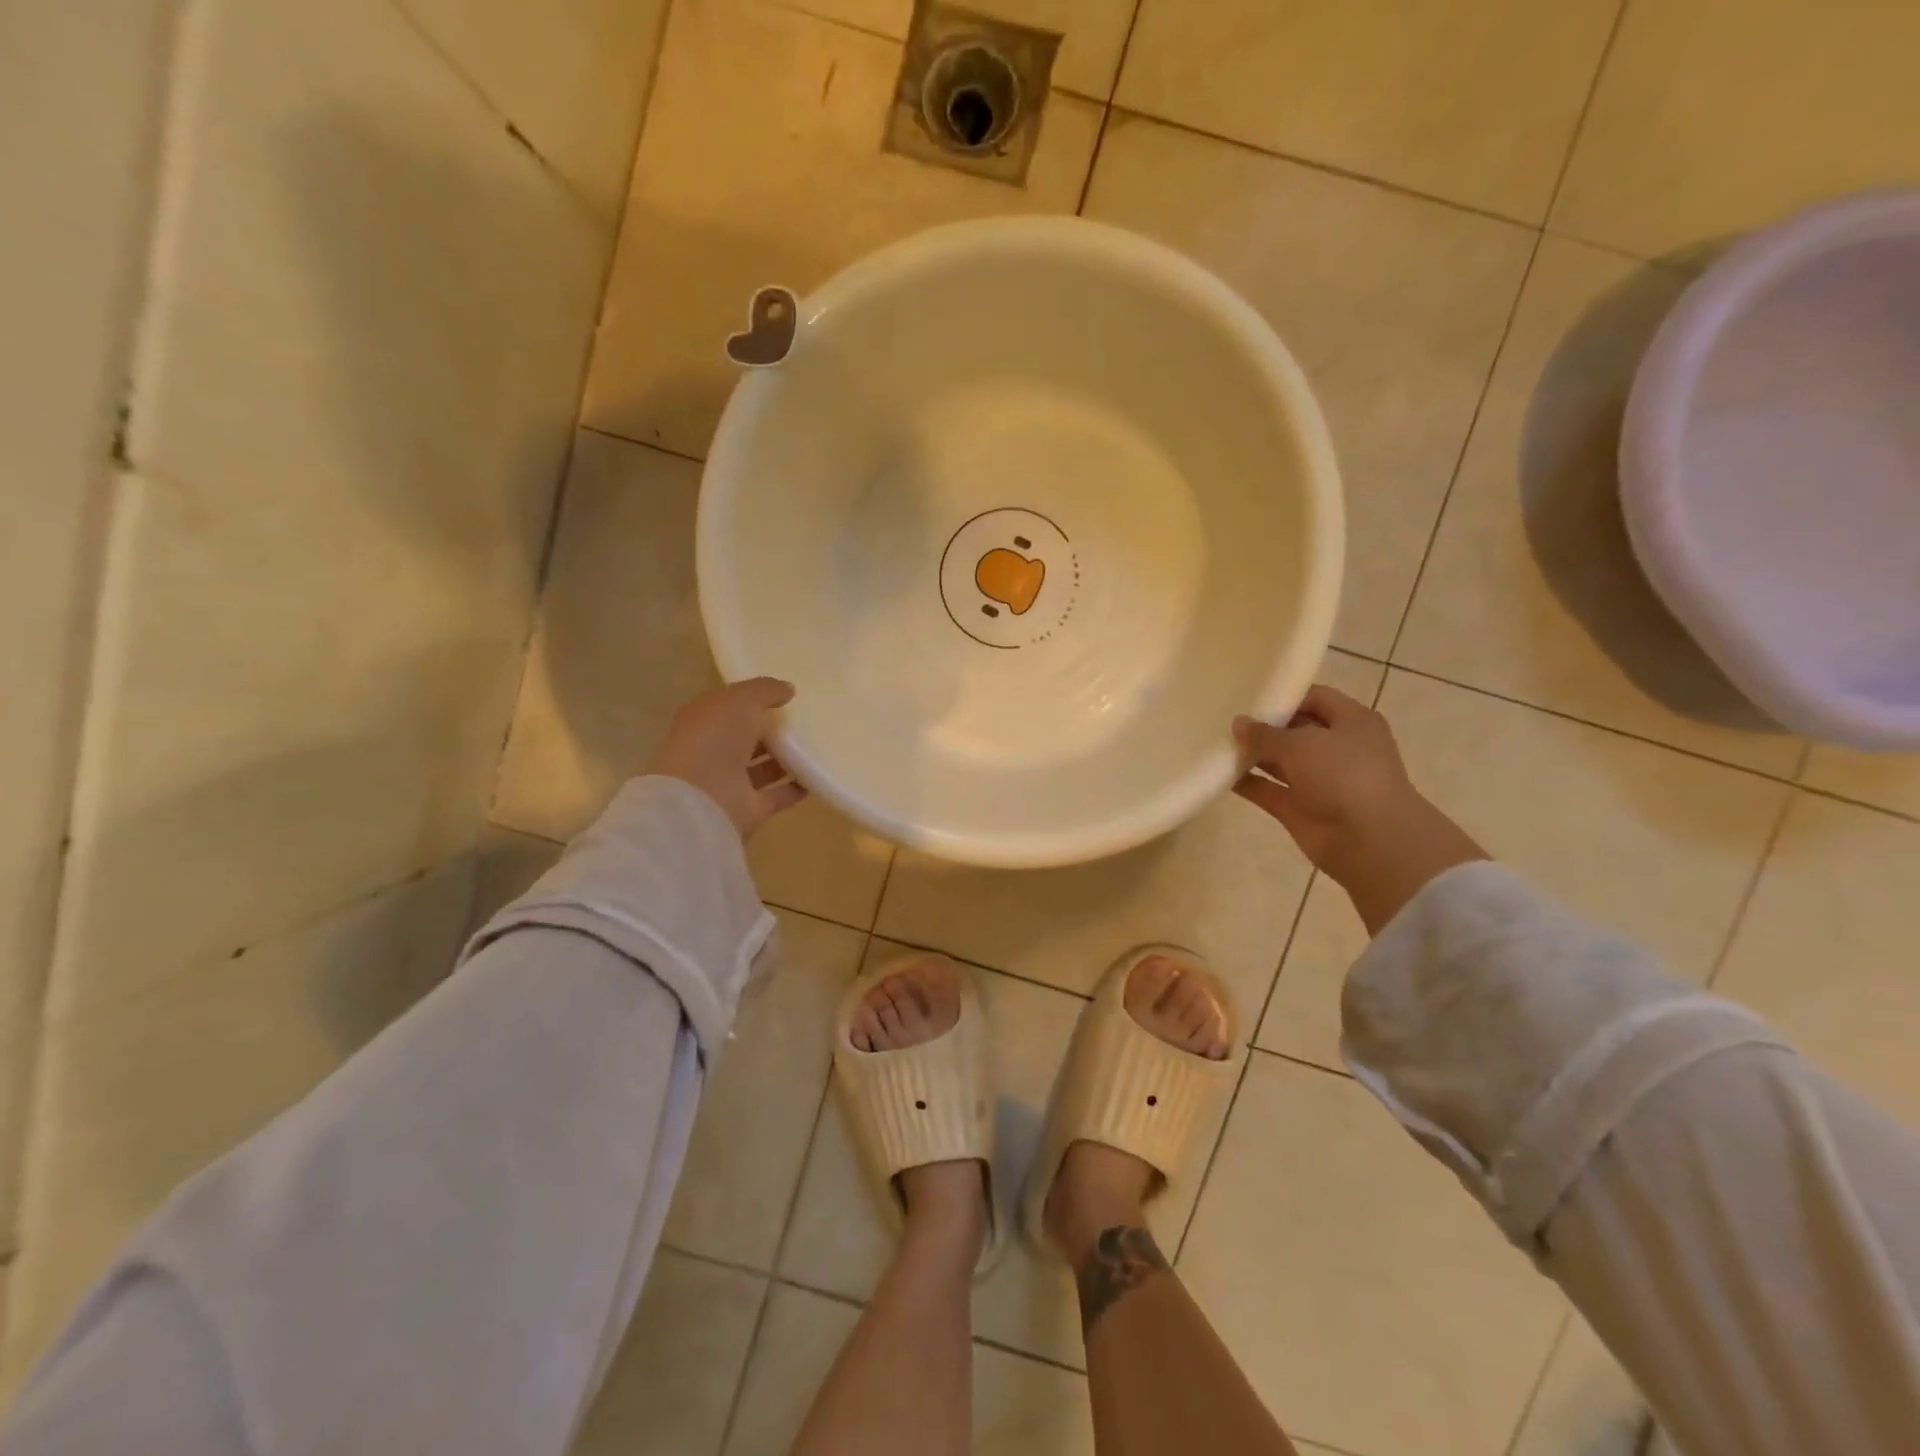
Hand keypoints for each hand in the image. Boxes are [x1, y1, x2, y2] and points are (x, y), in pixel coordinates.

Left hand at [650, 678, 806, 839]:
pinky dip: (794, 788)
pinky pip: (777, 796)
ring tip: (815, 747)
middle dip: (772, 730)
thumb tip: (788, 690)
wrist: (703, 800)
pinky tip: (815, 777)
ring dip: (785, 759)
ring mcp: (730, 783)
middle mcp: (714, 751)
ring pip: (762, 768)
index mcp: (703, 721)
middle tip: (806, 720)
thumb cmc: (715, 740)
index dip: (754, 699)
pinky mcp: (748, 809)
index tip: (785, 695)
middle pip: (747, 738)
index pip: (730, 707)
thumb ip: (765, 690)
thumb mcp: (740, 700)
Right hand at [1233, 685, 1484, 932]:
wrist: (1369, 840)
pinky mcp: (1300, 808)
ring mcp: (1318, 780)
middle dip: (1263, 725)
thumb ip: (1265, 733)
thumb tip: (1238, 723)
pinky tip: (1219, 773)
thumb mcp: (1301, 744)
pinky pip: (1268, 790)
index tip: (1249, 694)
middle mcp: (1337, 748)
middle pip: (1295, 730)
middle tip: (1225, 717)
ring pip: (1280, 761)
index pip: (1315, 698)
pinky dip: (1247, 783)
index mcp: (1352, 722)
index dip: (1284, 695)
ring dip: (1252, 754)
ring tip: (1217, 742)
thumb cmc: (1344, 775)